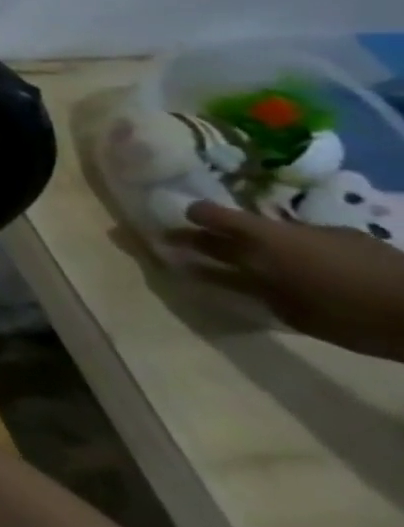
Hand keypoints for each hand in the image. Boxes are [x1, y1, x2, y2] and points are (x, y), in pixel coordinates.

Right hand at [175, 202, 403, 360]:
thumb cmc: (345, 312)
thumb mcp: (286, 307)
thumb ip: (244, 285)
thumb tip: (204, 271)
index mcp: (262, 239)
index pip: (212, 214)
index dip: (190, 216)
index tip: (171, 221)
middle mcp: (286, 228)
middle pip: (238, 225)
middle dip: (211, 233)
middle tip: (187, 240)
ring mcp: (323, 233)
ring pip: (274, 234)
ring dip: (255, 245)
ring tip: (246, 261)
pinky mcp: (354, 242)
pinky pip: (308, 242)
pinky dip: (293, 252)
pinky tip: (300, 270)